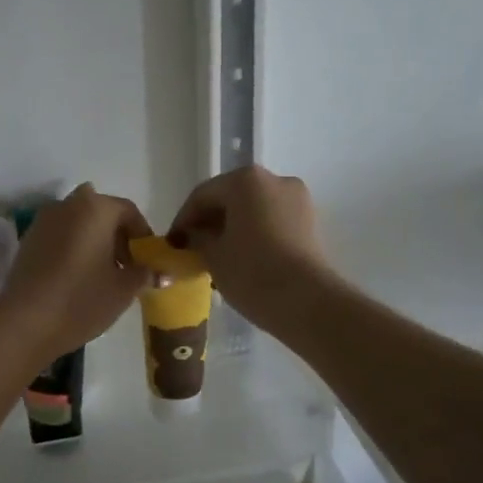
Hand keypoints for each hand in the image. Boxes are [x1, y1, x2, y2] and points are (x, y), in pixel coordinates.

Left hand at [0, 184, 152, 358]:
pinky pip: (59, 236)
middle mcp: (67, 205)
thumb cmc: (82, 300)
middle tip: (126, 266)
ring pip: (78, 223)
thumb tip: (161, 273)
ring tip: (102, 274)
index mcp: (96, 208)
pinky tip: (77, 277)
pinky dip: (72, 247)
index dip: (143, 235)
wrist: (25, 322)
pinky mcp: (27, 240)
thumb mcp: (123, 289)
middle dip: (116, 235)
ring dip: (93, 240)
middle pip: (101, 213)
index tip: (148, 260)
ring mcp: (43, 221)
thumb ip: (144, 274)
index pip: (128, 211)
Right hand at [168, 167, 332, 331]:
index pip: (203, 195)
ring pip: (253, 210)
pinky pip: (272, 221)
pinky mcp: (310, 223)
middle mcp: (274, 180)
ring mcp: (297, 200)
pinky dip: (254, 234)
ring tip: (216, 257)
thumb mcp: (212, 255)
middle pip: (230, 198)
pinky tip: (242, 258)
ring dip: (232, 228)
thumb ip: (197, 238)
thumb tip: (193, 235)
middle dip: (209, 222)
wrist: (306, 302)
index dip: (183, 220)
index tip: (172, 244)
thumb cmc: (251, 272)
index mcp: (246, 180)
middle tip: (192, 249)